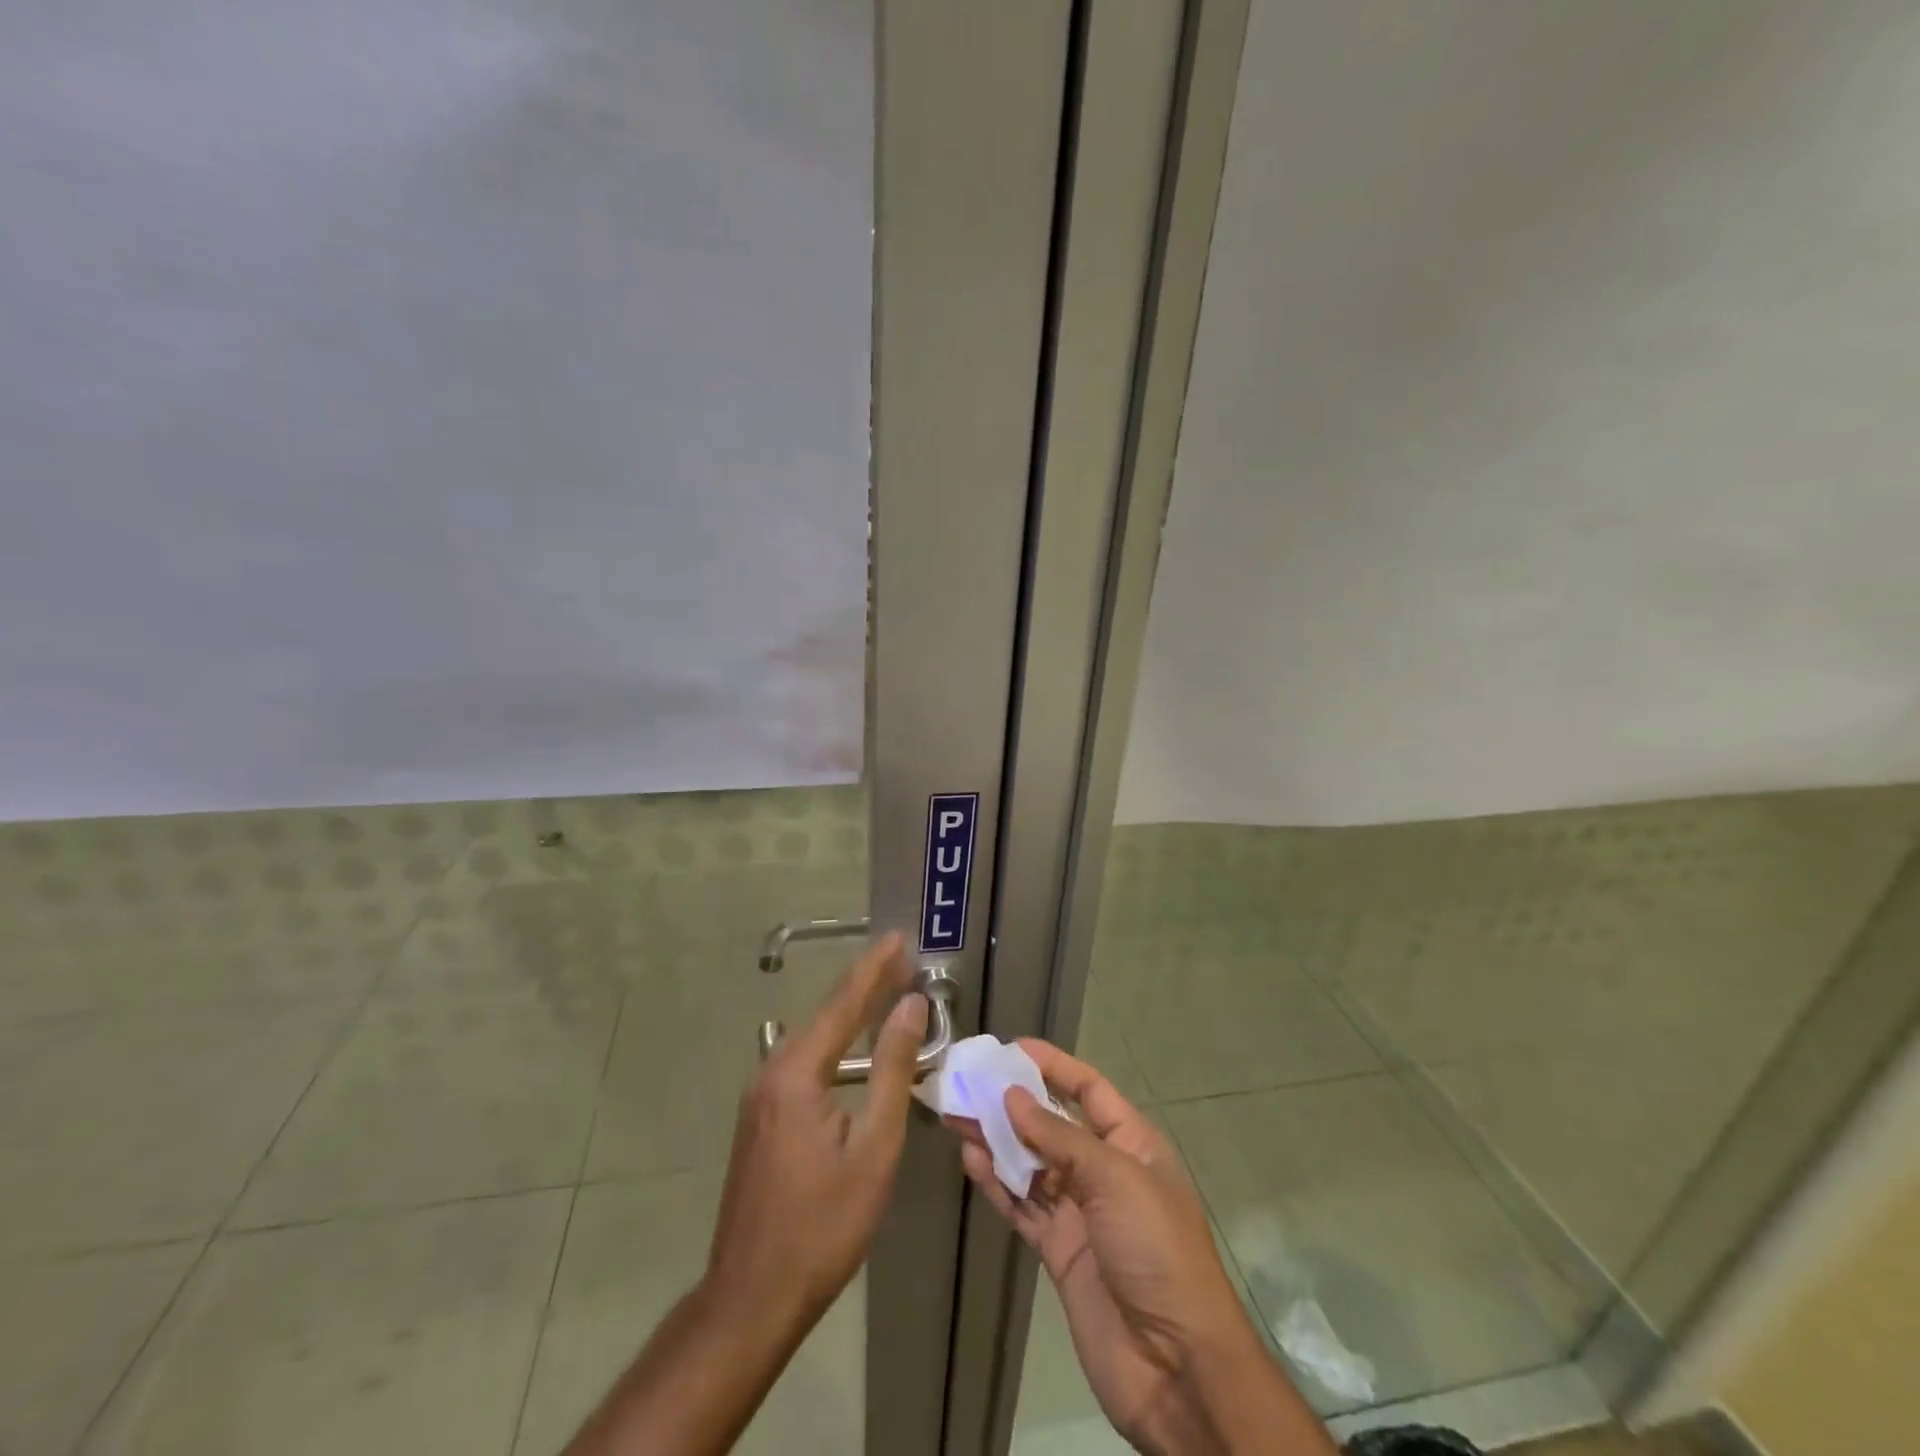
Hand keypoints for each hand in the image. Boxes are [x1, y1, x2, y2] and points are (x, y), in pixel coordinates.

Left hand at [705, 931, 926, 1333]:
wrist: (752, 1297)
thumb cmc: (823, 1225)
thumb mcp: (873, 1146)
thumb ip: (891, 1070)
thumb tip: (910, 1007)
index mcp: (795, 1073)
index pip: (843, 1003)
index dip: (874, 968)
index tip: (899, 937)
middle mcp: (771, 1072)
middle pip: (825, 1015)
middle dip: (865, 985)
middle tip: (901, 959)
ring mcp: (760, 1096)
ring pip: (813, 1038)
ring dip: (850, 1013)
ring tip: (886, 991)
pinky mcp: (761, 1117)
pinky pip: (803, 1061)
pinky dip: (834, 1042)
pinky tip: (854, 1045)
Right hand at [957, 1041, 1328, 1455]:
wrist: (1175, 1366)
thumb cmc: (1156, 1249)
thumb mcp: (1115, 1179)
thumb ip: (1059, 1137)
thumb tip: (1013, 1096)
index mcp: (1131, 1143)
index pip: (1088, 1089)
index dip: (1053, 1065)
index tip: (1011, 1048)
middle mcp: (1104, 1170)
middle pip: (1052, 1124)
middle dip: (1013, 1103)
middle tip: (969, 1083)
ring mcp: (1080, 1211)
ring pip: (1030, 1164)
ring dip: (997, 1140)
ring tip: (957, 1115)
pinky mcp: (1059, 1249)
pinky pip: (1022, 1205)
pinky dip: (997, 1184)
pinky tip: (971, 1161)